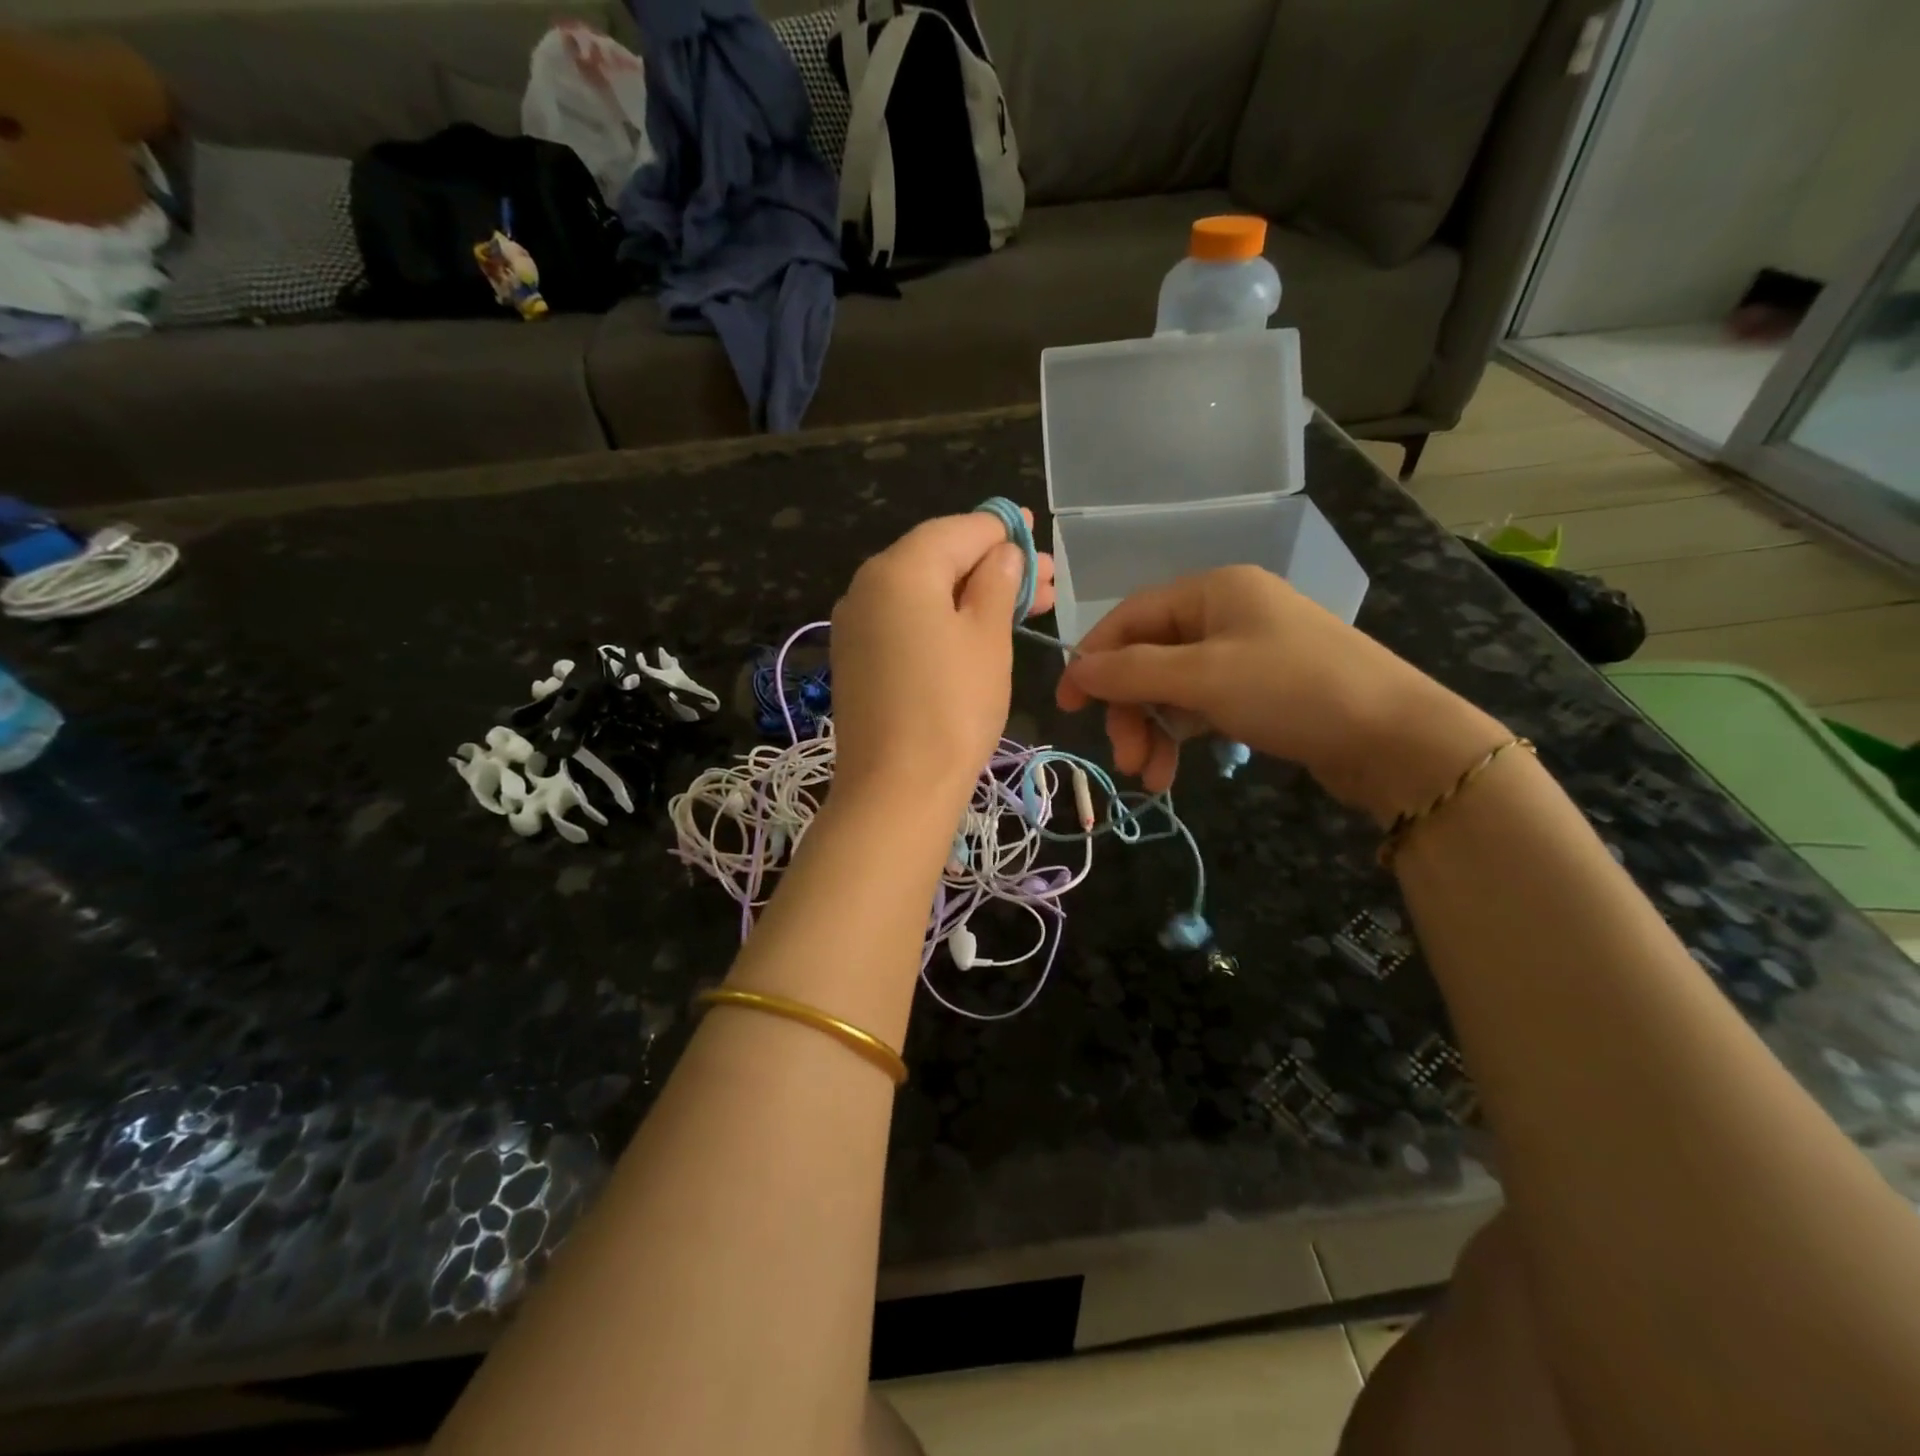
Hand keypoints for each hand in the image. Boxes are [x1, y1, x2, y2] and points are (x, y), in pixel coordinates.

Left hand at [830, 510, 1054, 807]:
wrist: (896, 788)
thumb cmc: (953, 707)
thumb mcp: (988, 638)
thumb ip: (997, 583)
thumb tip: (1003, 554)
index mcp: (900, 569)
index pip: (959, 530)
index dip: (1003, 530)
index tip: (1036, 536)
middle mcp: (867, 586)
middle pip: (938, 559)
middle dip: (993, 567)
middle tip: (1045, 584)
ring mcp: (856, 624)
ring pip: (922, 593)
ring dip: (971, 595)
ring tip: (1023, 608)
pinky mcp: (857, 658)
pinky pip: (905, 621)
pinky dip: (941, 619)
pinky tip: (976, 632)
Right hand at [1055, 566, 1506, 824]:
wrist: (1395, 739)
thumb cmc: (1292, 690)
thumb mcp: (1203, 678)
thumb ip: (1131, 671)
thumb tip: (1073, 669)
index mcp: (1212, 590)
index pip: (1130, 618)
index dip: (1093, 660)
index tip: (1067, 706)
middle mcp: (1225, 613)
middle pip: (1149, 658)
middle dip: (1130, 711)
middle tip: (1124, 759)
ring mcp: (1244, 652)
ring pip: (1172, 688)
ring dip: (1153, 732)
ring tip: (1151, 780)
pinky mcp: (1259, 690)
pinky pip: (1200, 706)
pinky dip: (1181, 736)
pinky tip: (1174, 771)